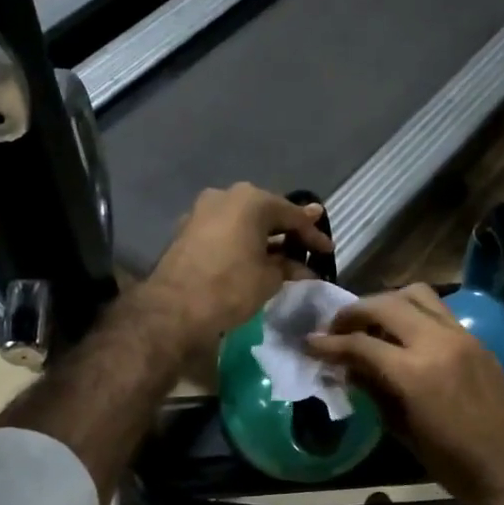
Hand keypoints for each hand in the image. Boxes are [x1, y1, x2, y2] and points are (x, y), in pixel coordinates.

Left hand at [143, 184, 332, 351]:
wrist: (175, 308)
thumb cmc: (231, 287)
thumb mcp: (269, 278)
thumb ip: (289, 265)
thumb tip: (304, 266)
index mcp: (251, 200)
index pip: (292, 215)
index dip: (313, 235)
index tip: (328, 250)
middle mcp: (226, 196)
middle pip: (266, 212)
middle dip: (287, 231)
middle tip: (308, 246)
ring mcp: (202, 211)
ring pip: (243, 221)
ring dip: (263, 237)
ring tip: (283, 255)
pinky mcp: (186, 230)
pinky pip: (224, 231)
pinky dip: (241, 242)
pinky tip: (253, 257)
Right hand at [307, 285, 503, 504]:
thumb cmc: (456, 465)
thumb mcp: (405, 433)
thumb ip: (375, 392)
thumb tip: (348, 369)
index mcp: (415, 373)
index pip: (360, 343)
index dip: (329, 343)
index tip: (309, 343)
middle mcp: (437, 343)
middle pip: (385, 304)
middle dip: (353, 312)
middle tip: (335, 328)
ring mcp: (460, 336)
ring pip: (415, 294)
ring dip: (385, 302)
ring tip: (369, 323)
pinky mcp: (475, 340)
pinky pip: (437, 310)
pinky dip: (412, 312)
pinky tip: (401, 334)